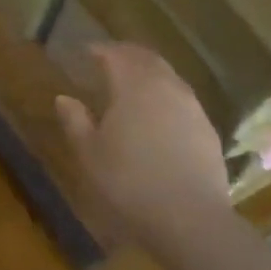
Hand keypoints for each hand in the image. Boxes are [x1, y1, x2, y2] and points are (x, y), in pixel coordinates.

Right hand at [54, 43, 230, 248]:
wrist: (189, 219)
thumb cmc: (128, 182)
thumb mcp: (89, 154)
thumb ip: (75, 121)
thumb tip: (63, 98)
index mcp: (134, 86)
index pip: (116, 54)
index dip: (100, 50)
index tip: (86, 51)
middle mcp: (166, 87)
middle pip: (147, 59)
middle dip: (127, 54)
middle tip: (109, 58)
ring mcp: (192, 108)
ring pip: (169, 77)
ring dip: (149, 73)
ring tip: (133, 83)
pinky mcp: (207, 130)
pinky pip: (182, 99)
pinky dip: (166, 95)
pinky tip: (158, 113)